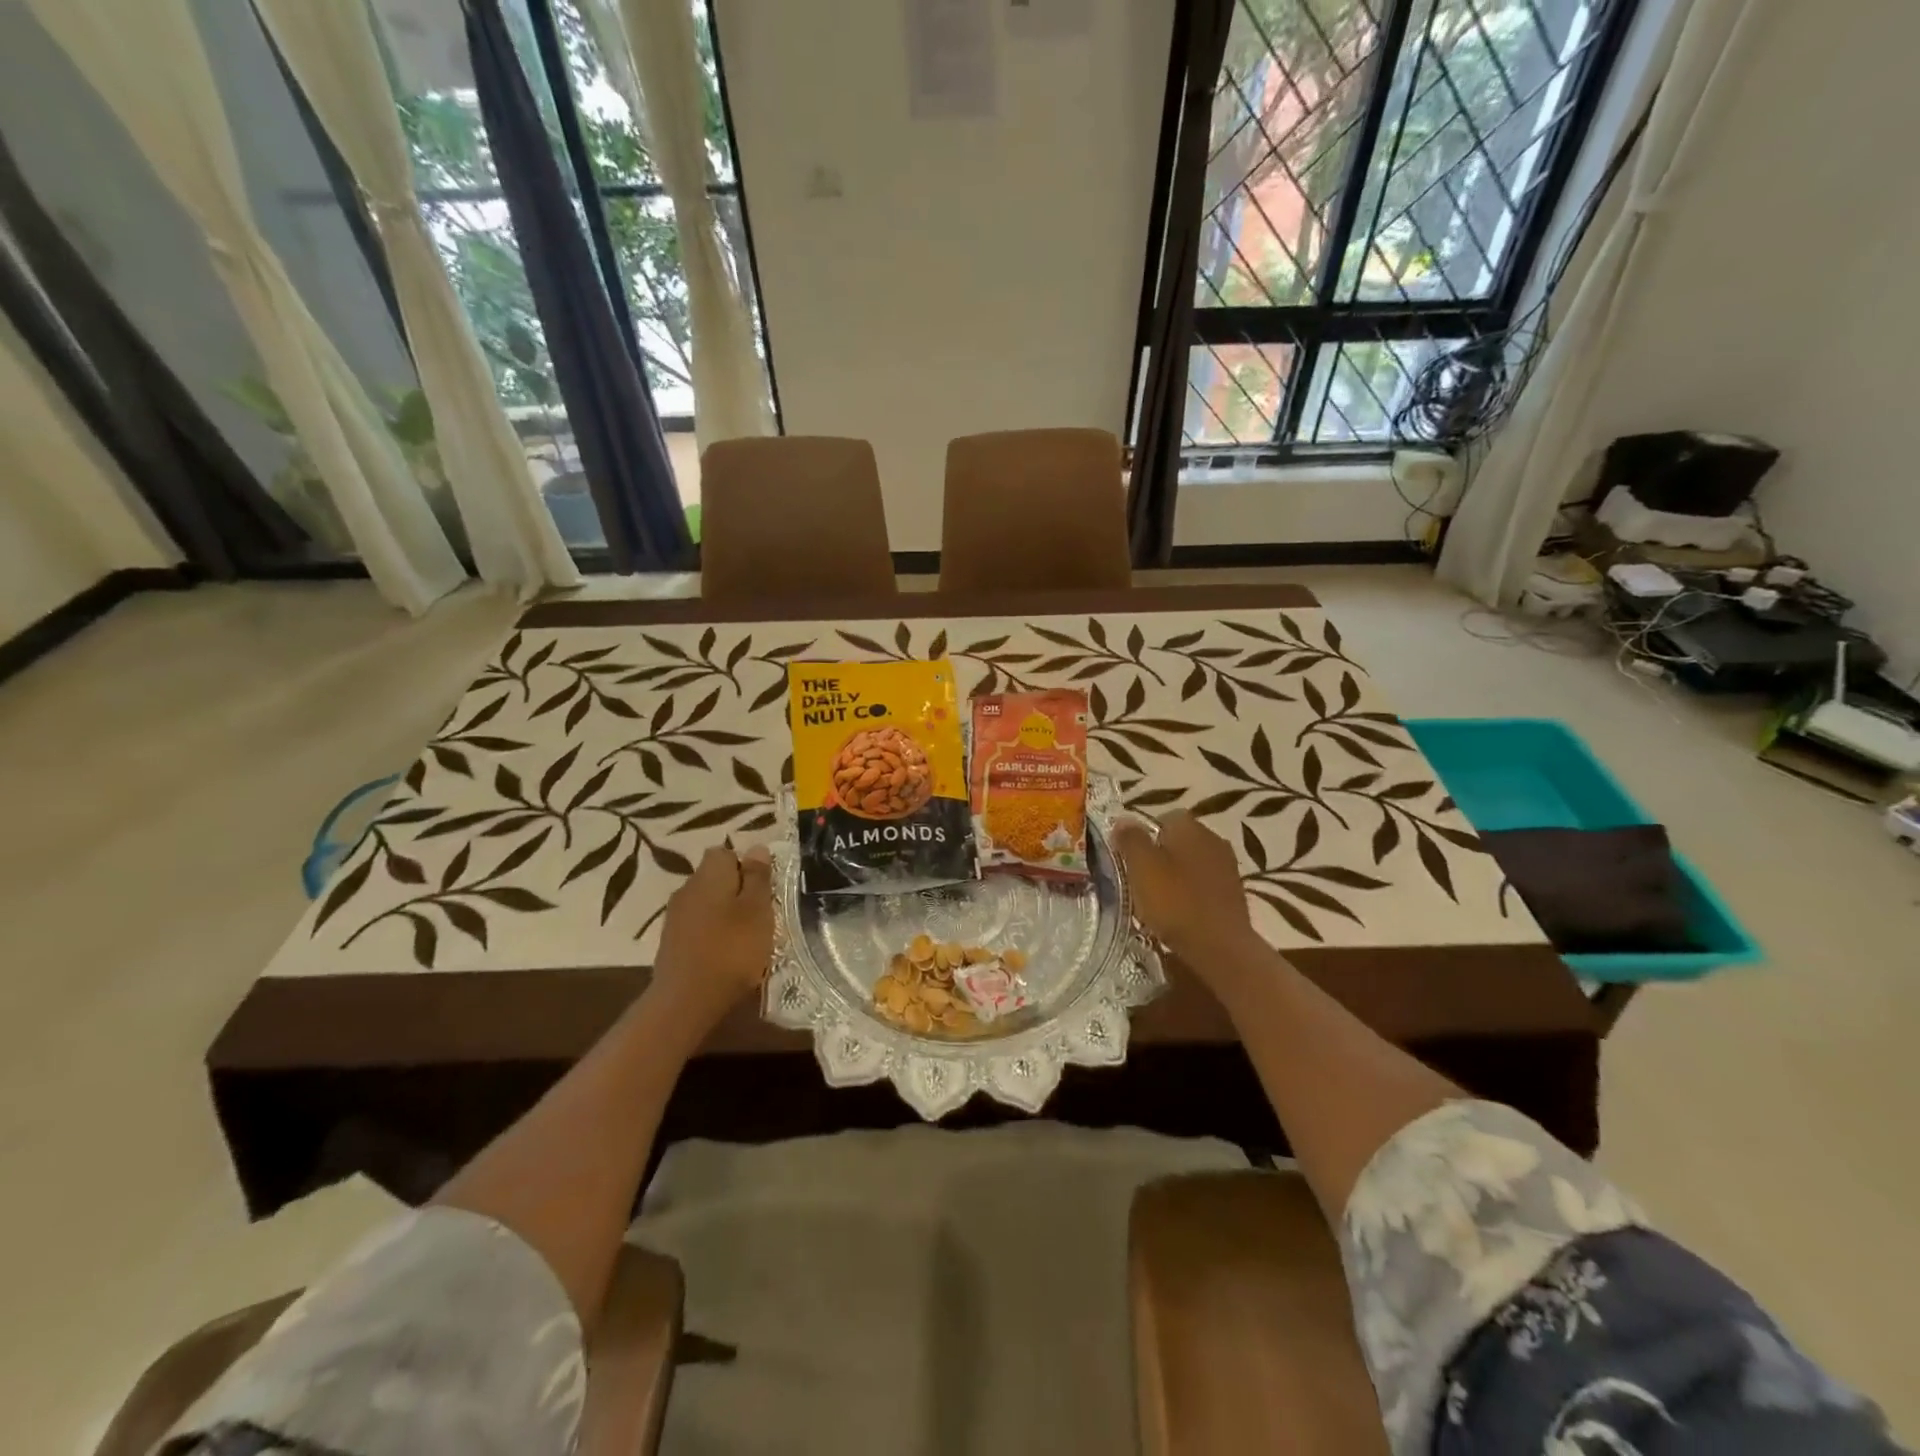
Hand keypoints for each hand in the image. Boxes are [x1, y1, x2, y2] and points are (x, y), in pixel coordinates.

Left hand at [651, 843, 774, 1023]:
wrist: (686, 1001)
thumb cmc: (731, 949)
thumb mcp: (757, 910)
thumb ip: (757, 877)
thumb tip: (756, 847)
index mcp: (709, 874)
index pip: (725, 852)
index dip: (746, 866)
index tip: (763, 889)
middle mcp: (687, 888)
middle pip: (714, 877)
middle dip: (736, 889)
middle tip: (759, 913)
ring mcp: (675, 916)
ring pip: (705, 902)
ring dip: (724, 913)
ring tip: (744, 936)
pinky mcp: (670, 942)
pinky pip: (697, 925)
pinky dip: (711, 933)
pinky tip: (724, 952)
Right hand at [1111, 812, 1262, 970]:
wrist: (1221, 948)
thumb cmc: (1176, 902)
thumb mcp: (1141, 868)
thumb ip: (1131, 840)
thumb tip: (1123, 820)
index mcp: (1190, 827)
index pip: (1163, 818)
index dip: (1143, 836)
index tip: (1129, 858)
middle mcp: (1213, 839)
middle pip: (1178, 840)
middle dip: (1159, 855)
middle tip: (1140, 879)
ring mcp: (1228, 866)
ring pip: (1192, 863)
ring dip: (1176, 876)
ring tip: (1157, 900)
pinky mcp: (1235, 893)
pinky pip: (1204, 885)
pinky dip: (1191, 894)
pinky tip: (1179, 913)